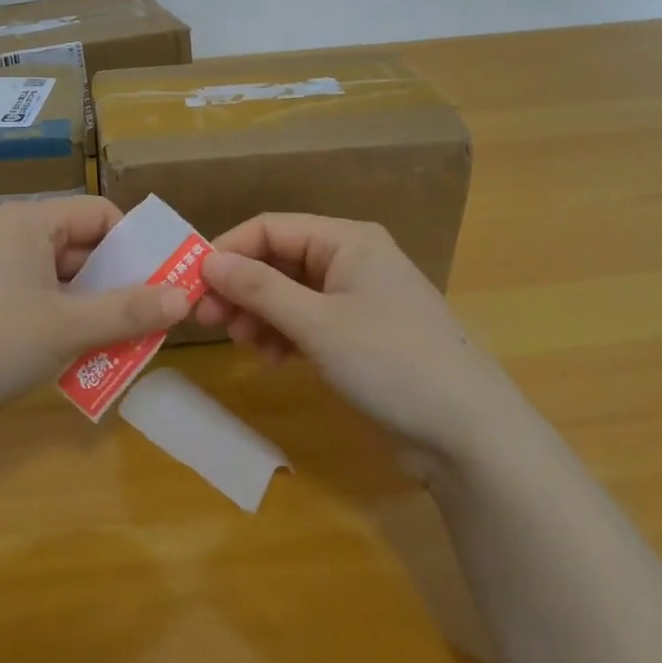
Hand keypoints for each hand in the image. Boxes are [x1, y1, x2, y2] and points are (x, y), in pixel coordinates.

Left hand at [0, 198, 189, 438]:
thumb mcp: (69, 328)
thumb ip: (130, 311)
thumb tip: (185, 297)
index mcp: (31, 222)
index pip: (100, 214)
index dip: (135, 245)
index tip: (160, 283)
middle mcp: (8, 234)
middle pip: (79, 247)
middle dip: (115, 285)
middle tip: (145, 322)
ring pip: (56, 279)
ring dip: (88, 310)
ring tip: (113, 347)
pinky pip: (29, 300)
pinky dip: (55, 321)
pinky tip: (66, 358)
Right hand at [195, 214, 519, 466]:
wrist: (468, 434)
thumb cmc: (391, 362)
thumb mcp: (317, 323)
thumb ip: (259, 289)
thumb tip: (208, 262)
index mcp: (347, 240)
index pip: (272, 228)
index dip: (229, 250)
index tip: (194, 283)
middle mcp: (351, 260)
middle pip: (279, 260)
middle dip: (241, 287)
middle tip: (208, 319)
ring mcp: (357, 299)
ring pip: (290, 293)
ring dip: (259, 313)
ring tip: (240, 343)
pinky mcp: (359, 335)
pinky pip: (307, 321)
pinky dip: (283, 335)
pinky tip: (271, 359)